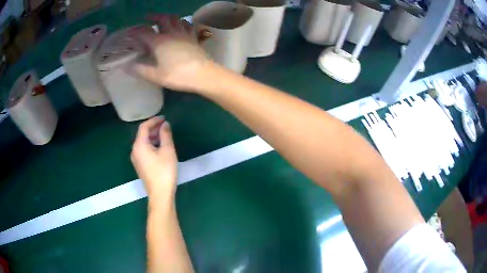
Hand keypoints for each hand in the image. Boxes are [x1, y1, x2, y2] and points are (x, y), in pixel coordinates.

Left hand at [131, 117, 177, 204]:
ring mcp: (136, 159)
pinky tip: (160, 148)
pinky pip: (143, 150)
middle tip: (165, 126)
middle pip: (142, 134)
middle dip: (153, 128)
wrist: (159, 194)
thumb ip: (165, 135)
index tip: (164, 118)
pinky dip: (151, 145)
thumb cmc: (164, 171)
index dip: (154, 120)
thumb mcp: (167, 150)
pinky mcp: (140, 166)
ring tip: (164, 136)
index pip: (144, 127)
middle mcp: (134, 150)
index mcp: (139, 145)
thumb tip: (165, 124)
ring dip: (152, 136)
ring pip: (143, 142)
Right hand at [134, 14, 208, 91]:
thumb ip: (140, 70)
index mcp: (159, 42)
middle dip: (153, 16)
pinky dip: (182, 21)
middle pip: (162, 19)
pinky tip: (181, 24)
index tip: (130, 33)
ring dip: (167, 17)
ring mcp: (183, 33)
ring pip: (176, 18)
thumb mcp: (155, 76)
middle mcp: (171, 33)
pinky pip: (187, 24)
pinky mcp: (193, 36)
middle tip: (147, 17)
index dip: (135, 32)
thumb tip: (128, 66)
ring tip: (163, 19)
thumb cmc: (177, 75)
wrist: (202, 74)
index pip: (144, 32)